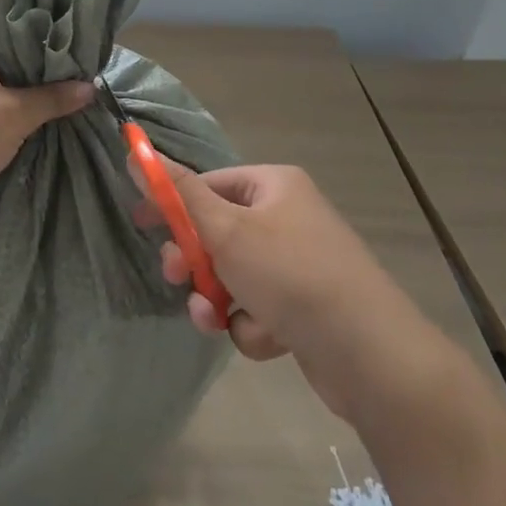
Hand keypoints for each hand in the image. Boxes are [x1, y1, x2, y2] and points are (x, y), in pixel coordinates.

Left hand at [0, 0, 94, 240]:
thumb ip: (51, 98)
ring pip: (7, 53)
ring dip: (40, 55)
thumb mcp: (8, 116)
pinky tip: (64, 89)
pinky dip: (32, 84)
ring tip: (82, 52)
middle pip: (3, 17)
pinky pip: (6, 83)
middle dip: (42, 18)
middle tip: (85, 21)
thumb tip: (90, 87)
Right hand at [136, 160, 446, 421]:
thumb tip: (135, 151)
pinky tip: (268, 338)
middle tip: (179, 278)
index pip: (208, 184)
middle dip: (194, 261)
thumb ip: (177, 193)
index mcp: (274, 186)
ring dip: (217, 299)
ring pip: (232, 276)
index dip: (171, 204)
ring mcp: (299, 264)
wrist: (370, 354)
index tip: (140, 224)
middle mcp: (288, 218)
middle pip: (217, 232)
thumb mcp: (225, 229)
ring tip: (217, 319)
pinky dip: (252, 324)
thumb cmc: (290, 274)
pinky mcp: (305, 307)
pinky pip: (257, 308)